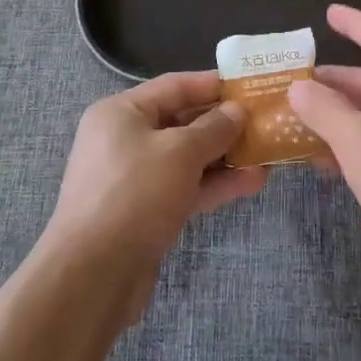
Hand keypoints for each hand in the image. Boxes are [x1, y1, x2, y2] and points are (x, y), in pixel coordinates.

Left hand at [43, 72, 266, 320]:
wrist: (93, 275)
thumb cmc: (135, 194)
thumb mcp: (180, 152)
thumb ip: (213, 128)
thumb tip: (236, 110)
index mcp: (121, 112)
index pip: (174, 86)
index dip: (213, 84)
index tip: (251, 86)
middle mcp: (124, 139)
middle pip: (182, 122)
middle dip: (224, 125)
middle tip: (265, 122)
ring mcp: (134, 178)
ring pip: (186, 159)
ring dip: (225, 157)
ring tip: (267, 155)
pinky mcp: (144, 212)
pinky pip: (184, 187)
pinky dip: (213, 184)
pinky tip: (251, 183)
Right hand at [288, 6, 360, 311]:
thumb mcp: (357, 140)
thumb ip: (323, 109)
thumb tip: (299, 87)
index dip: (356, 24)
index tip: (329, 13)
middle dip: (337, 81)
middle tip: (299, 82)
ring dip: (341, 116)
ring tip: (302, 121)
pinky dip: (353, 145)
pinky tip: (324, 162)